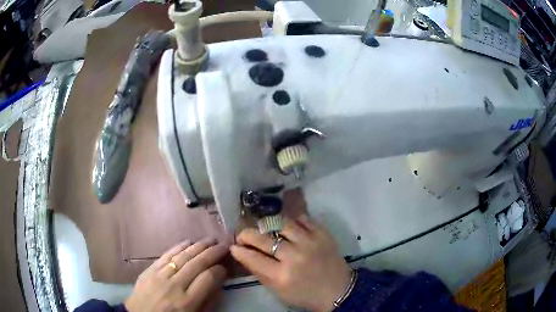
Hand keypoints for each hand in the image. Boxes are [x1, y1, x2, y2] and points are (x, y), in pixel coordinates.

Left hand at [125, 238, 228, 311]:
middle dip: (213, 252)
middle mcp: (174, 286)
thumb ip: (207, 303)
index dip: (220, 270)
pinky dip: (179, 247)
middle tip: (224, 245)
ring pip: (183, 256)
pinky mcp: (149, 269)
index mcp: (187, 302)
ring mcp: (160, 276)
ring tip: (211, 240)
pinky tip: (189, 241)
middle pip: (197, 263)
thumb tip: (218, 284)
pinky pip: (166, 255)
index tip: (226, 267)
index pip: (208, 279)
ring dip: (199, 246)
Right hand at [231, 215, 351, 311]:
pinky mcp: (322, 234)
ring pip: (281, 223)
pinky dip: (292, 221)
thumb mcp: (278, 291)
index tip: (234, 246)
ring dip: (269, 225)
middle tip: (244, 235)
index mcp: (282, 276)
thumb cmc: (305, 294)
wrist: (338, 290)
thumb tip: (243, 255)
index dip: (239, 250)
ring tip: (266, 229)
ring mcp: (310, 242)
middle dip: (247, 234)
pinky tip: (288, 227)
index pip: (252, 258)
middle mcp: (294, 257)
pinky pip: (302, 219)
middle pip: (263, 238)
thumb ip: (259, 273)